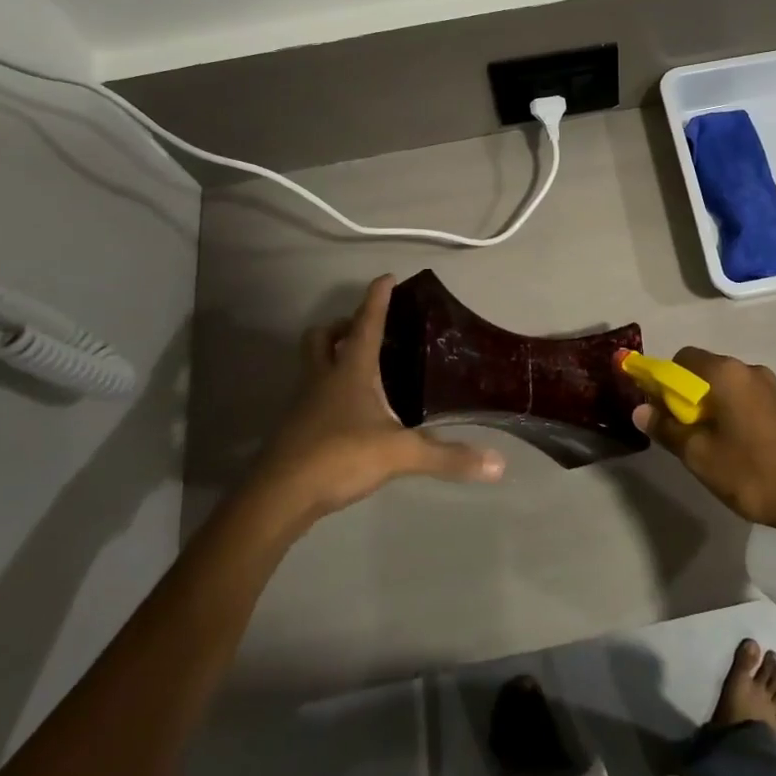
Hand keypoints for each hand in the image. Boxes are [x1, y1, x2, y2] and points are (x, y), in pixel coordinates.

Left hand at [249, 275, 505, 522]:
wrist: (278, 498)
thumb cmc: (338, 457)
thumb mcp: (400, 455)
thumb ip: (447, 457)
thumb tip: (498, 464)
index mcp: (349, 371)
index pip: (366, 323)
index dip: (377, 299)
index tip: (387, 277)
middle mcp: (323, 379)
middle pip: (321, 338)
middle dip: (340, 326)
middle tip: (364, 330)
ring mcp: (303, 405)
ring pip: (312, 366)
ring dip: (330, 357)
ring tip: (361, 369)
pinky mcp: (295, 430)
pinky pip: (311, 397)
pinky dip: (328, 393)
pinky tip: (349, 413)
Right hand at [631, 348, 775, 549]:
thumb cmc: (754, 474)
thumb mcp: (701, 457)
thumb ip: (667, 429)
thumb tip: (640, 409)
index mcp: (728, 374)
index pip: (683, 358)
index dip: (665, 380)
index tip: (661, 410)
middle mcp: (753, 371)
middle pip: (709, 371)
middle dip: (691, 396)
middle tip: (686, 433)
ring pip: (735, 388)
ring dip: (719, 407)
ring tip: (718, 445)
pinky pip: (756, 402)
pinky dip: (743, 415)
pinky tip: (748, 450)